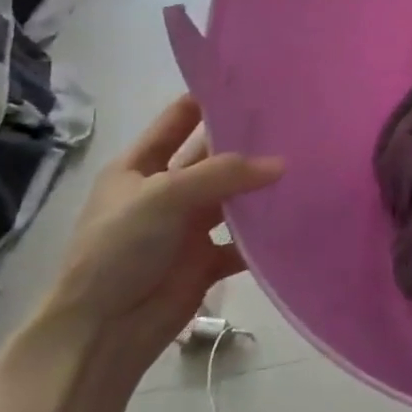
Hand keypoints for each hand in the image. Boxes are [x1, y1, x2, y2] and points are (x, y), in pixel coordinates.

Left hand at [40, 95, 282, 362]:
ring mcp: (187, 227)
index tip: (254, 81)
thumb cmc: (119, 249)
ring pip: (233, 197)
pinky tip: (298, 218)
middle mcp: (166, 191)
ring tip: (308, 164)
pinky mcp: (206, 260)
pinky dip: (266, 235)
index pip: (178, 119)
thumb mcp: (164, 196)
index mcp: (140, 167)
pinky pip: (244, 241)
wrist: (102, 331)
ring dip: (261, 187)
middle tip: (297, 120)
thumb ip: (224, 174)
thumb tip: (283, 165)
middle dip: (248, 141)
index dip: (209, 99)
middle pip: (212, 157)